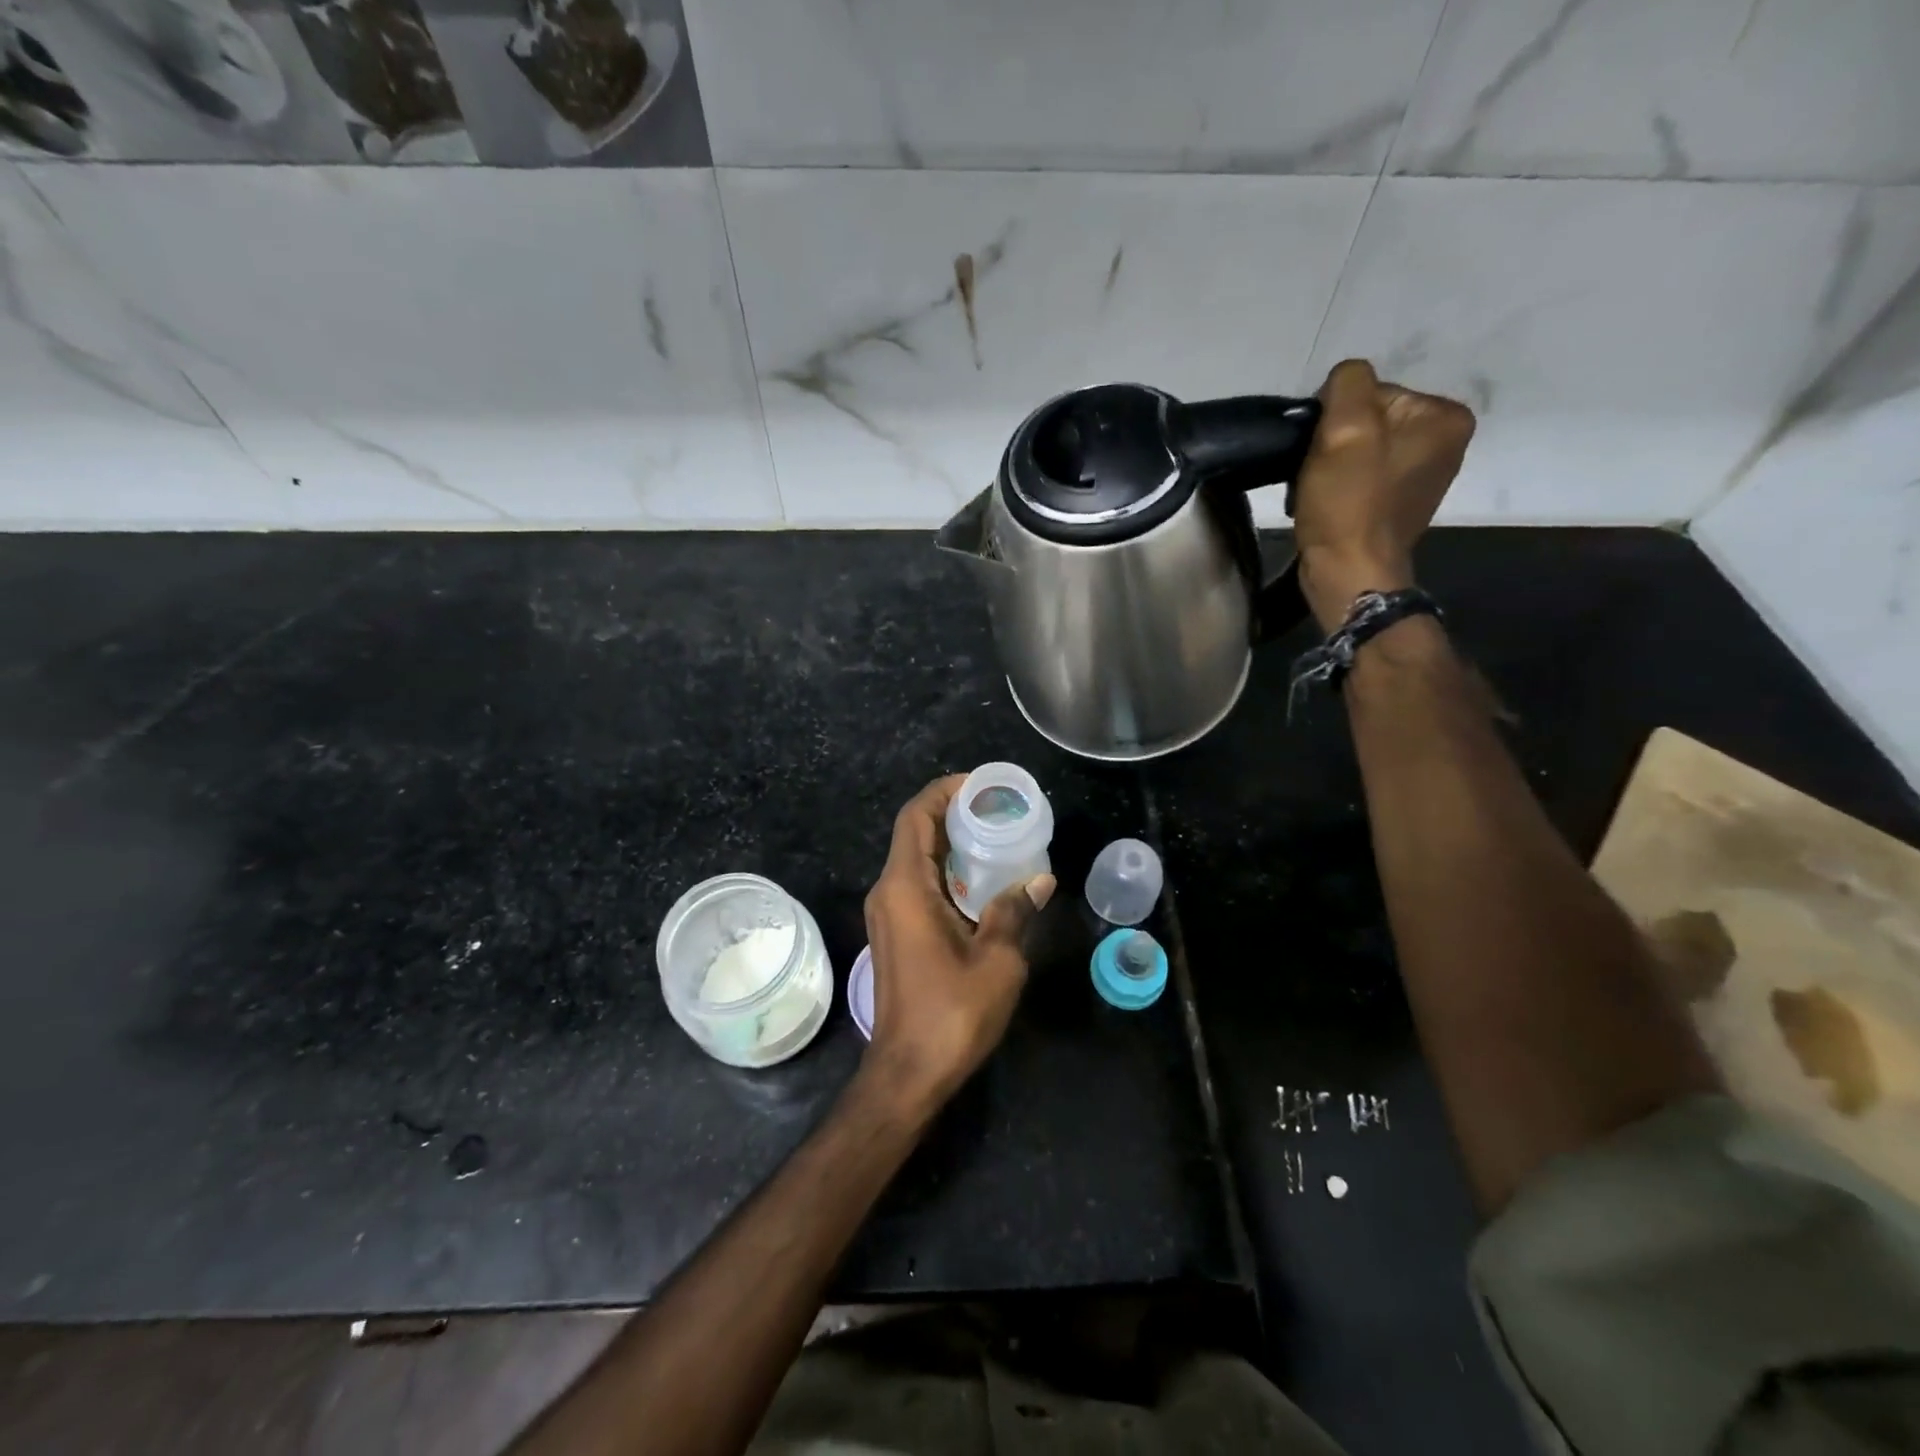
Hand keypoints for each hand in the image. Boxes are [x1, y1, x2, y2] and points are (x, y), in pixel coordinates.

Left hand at [860, 776, 1055, 1114]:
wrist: (909, 1072)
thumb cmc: (952, 1013)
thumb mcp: (997, 958)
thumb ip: (1014, 910)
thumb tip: (1040, 879)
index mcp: (905, 887)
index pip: (916, 817)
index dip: (944, 792)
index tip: (980, 785)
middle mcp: (888, 892)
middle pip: (914, 833)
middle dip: (952, 813)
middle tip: (998, 809)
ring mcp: (887, 914)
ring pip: (915, 859)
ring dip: (950, 843)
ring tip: (996, 837)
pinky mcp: (895, 934)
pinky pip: (917, 884)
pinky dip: (945, 871)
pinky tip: (981, 881)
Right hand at [1294, 359, 1475, 632]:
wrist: (1348, 572)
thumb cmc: (1349, 502)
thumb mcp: (1346, 427)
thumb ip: (1348, 382)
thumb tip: (1343, 381)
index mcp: (1445, 417)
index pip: (1373, 391)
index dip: (1336, 417)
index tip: (1323, 449)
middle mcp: (1444, 442)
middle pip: (1368, 421)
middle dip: (1334, 443)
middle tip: (1316, 473)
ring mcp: (1422, 476)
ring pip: (1359, 450)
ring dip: (1330, 465)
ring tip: (1317, 490)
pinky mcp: (1397, 504)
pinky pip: (1360, 478)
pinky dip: (1336, 487)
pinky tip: (1325, 504)